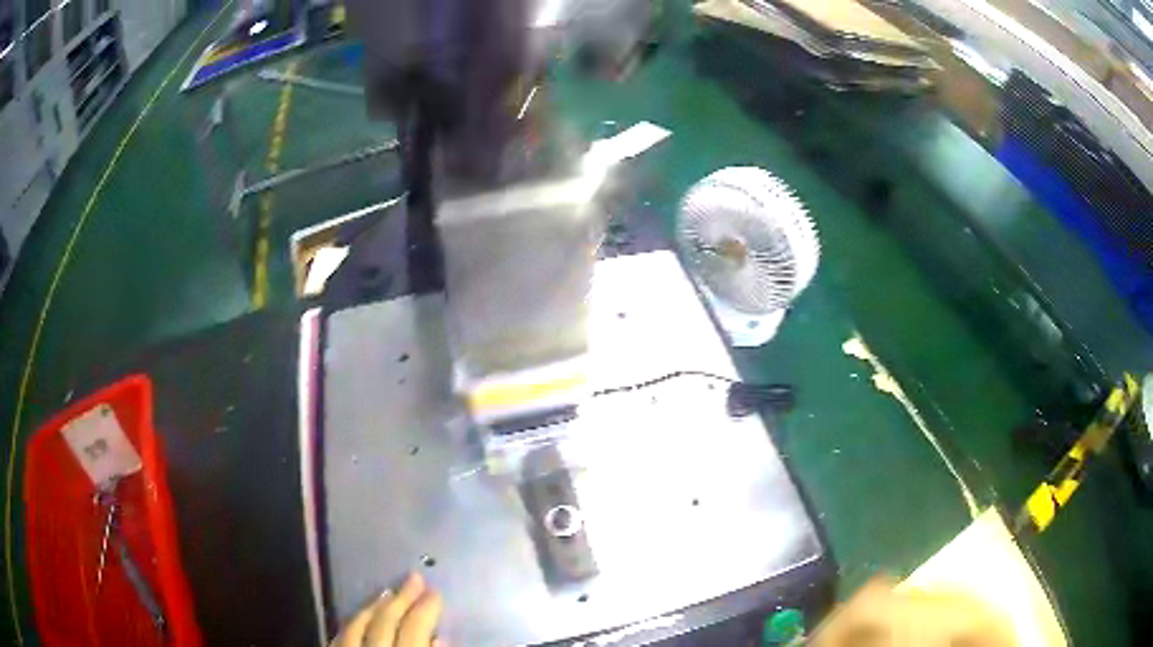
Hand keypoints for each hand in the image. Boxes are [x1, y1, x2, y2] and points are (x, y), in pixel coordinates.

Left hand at [333, 573, 444, 646]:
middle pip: (384, 621)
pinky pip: (338, 636)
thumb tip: (439, 637)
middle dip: (401, 599)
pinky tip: (358, 615)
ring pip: (357, 625)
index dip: (426, 609)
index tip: (435, 591)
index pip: (414, 628)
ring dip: (373, 607)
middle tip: (415, 577)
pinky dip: (351, 623)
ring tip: (387, 592)